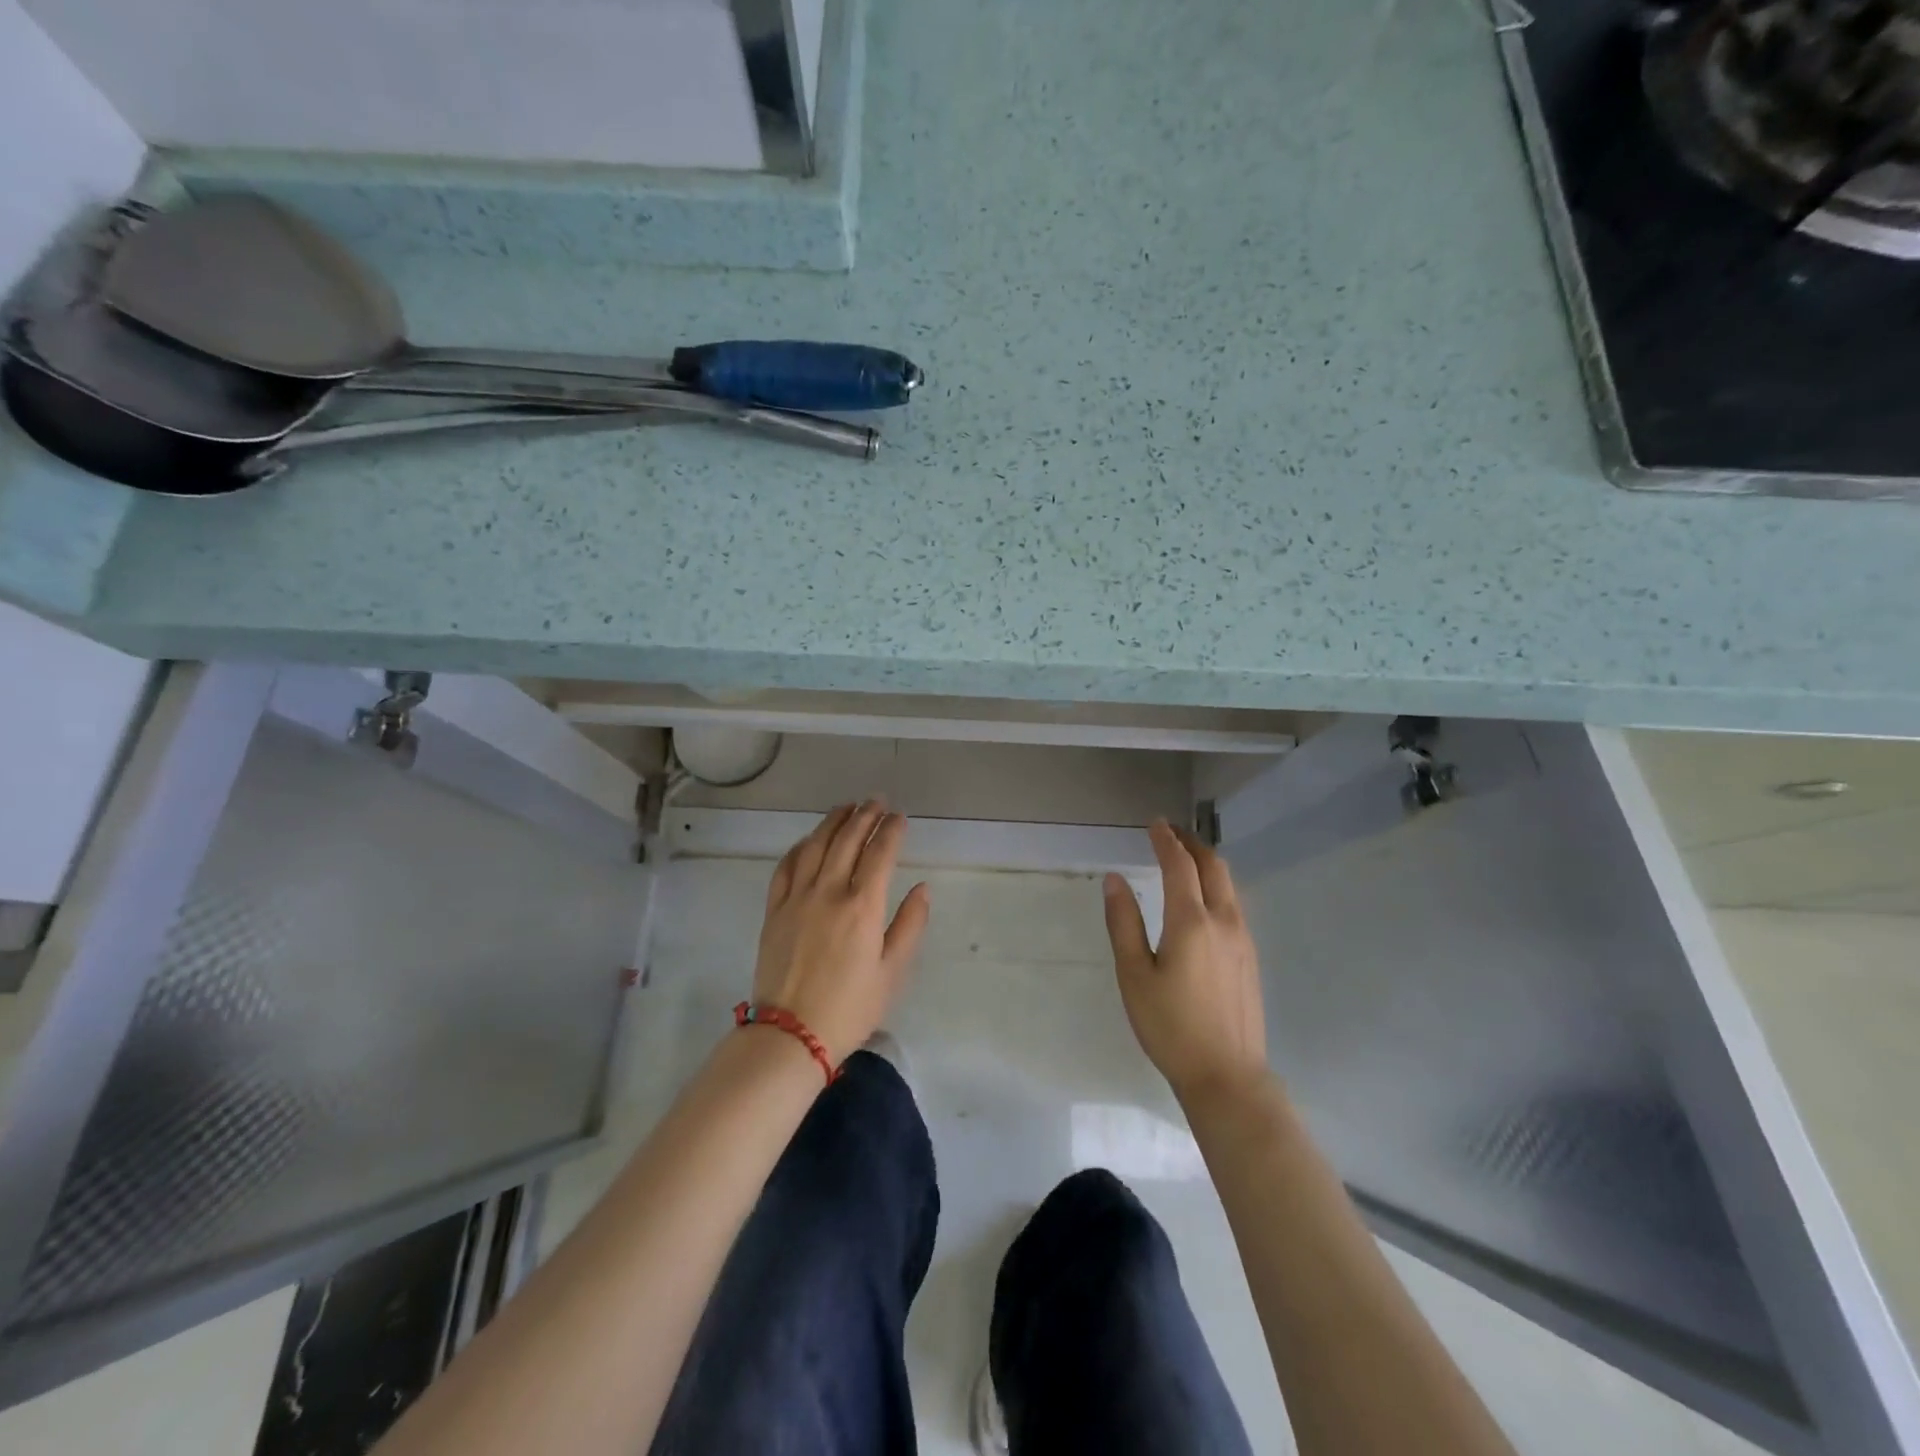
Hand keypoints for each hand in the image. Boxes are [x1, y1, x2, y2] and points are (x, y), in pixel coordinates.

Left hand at [751, 801, 930, 1064]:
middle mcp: (829, 891)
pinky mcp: (774, 909)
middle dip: (865, 815)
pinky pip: (786, 866)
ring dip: (833, 821)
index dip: (892, 830)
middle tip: (877, 801)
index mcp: (863, 905)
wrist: (791, 1033)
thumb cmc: (850, 1007)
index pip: (880, 853)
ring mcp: (797, 897)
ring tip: (847, 807)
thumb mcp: (893, 972)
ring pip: (816, 845)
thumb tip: (922, 889)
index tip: (900, 817)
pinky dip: (800, 846)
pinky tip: (809, 840)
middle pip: (848, 840)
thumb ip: (910, 925)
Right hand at [1104, 820, 1267, 1105]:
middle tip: (1171, 833)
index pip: (1179, 865)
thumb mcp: (1134, 975)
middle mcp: (1224, 921)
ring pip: (1229, 885)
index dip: (1166, 840)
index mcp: (1192, 922)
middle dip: (1192, 843)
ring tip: (1186, 859)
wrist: (1227, 1076)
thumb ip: (1123, 923)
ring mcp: (1244, 940)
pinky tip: (1204, 899)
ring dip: (1208, 863)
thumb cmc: (1170, 1027)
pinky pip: (1235, 905)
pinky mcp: (1251, 958)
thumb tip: (1115, 879)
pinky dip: (1218, 886)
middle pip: (1213, 867)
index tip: (1155, 823)